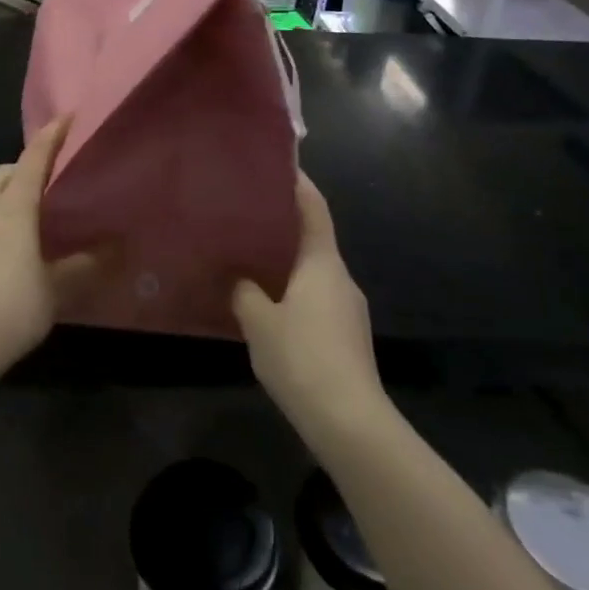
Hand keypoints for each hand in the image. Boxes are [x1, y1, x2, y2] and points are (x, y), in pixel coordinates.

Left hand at [0, 119, 95, 391]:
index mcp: (12, 210)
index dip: (51, 136)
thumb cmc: (7, 310)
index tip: (67, 116)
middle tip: (57, 175)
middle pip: (5, 172)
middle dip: (28, 163)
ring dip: (13, 190)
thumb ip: (86, 267)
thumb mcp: (55, 290)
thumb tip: (118, 249)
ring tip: (41, 209)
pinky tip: (19, 244)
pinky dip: (3, 214)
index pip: (33, 160)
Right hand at [232, 172, 387, 443]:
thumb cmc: (303, 358)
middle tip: (246, 217)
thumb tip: (238, 279)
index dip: (299, 185)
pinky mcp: (347, 337)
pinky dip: (293, 293)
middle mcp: (340, 278)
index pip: (314, 209)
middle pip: (313, 240)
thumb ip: (244, 293)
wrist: (350, 423)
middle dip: (283, 227)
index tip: (278, 166)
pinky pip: (316, 300)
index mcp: (323, 263)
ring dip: (286, 265)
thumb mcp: (259, 322)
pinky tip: (267, 308)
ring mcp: (348, 310)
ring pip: (313, 273)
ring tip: (249, 261)